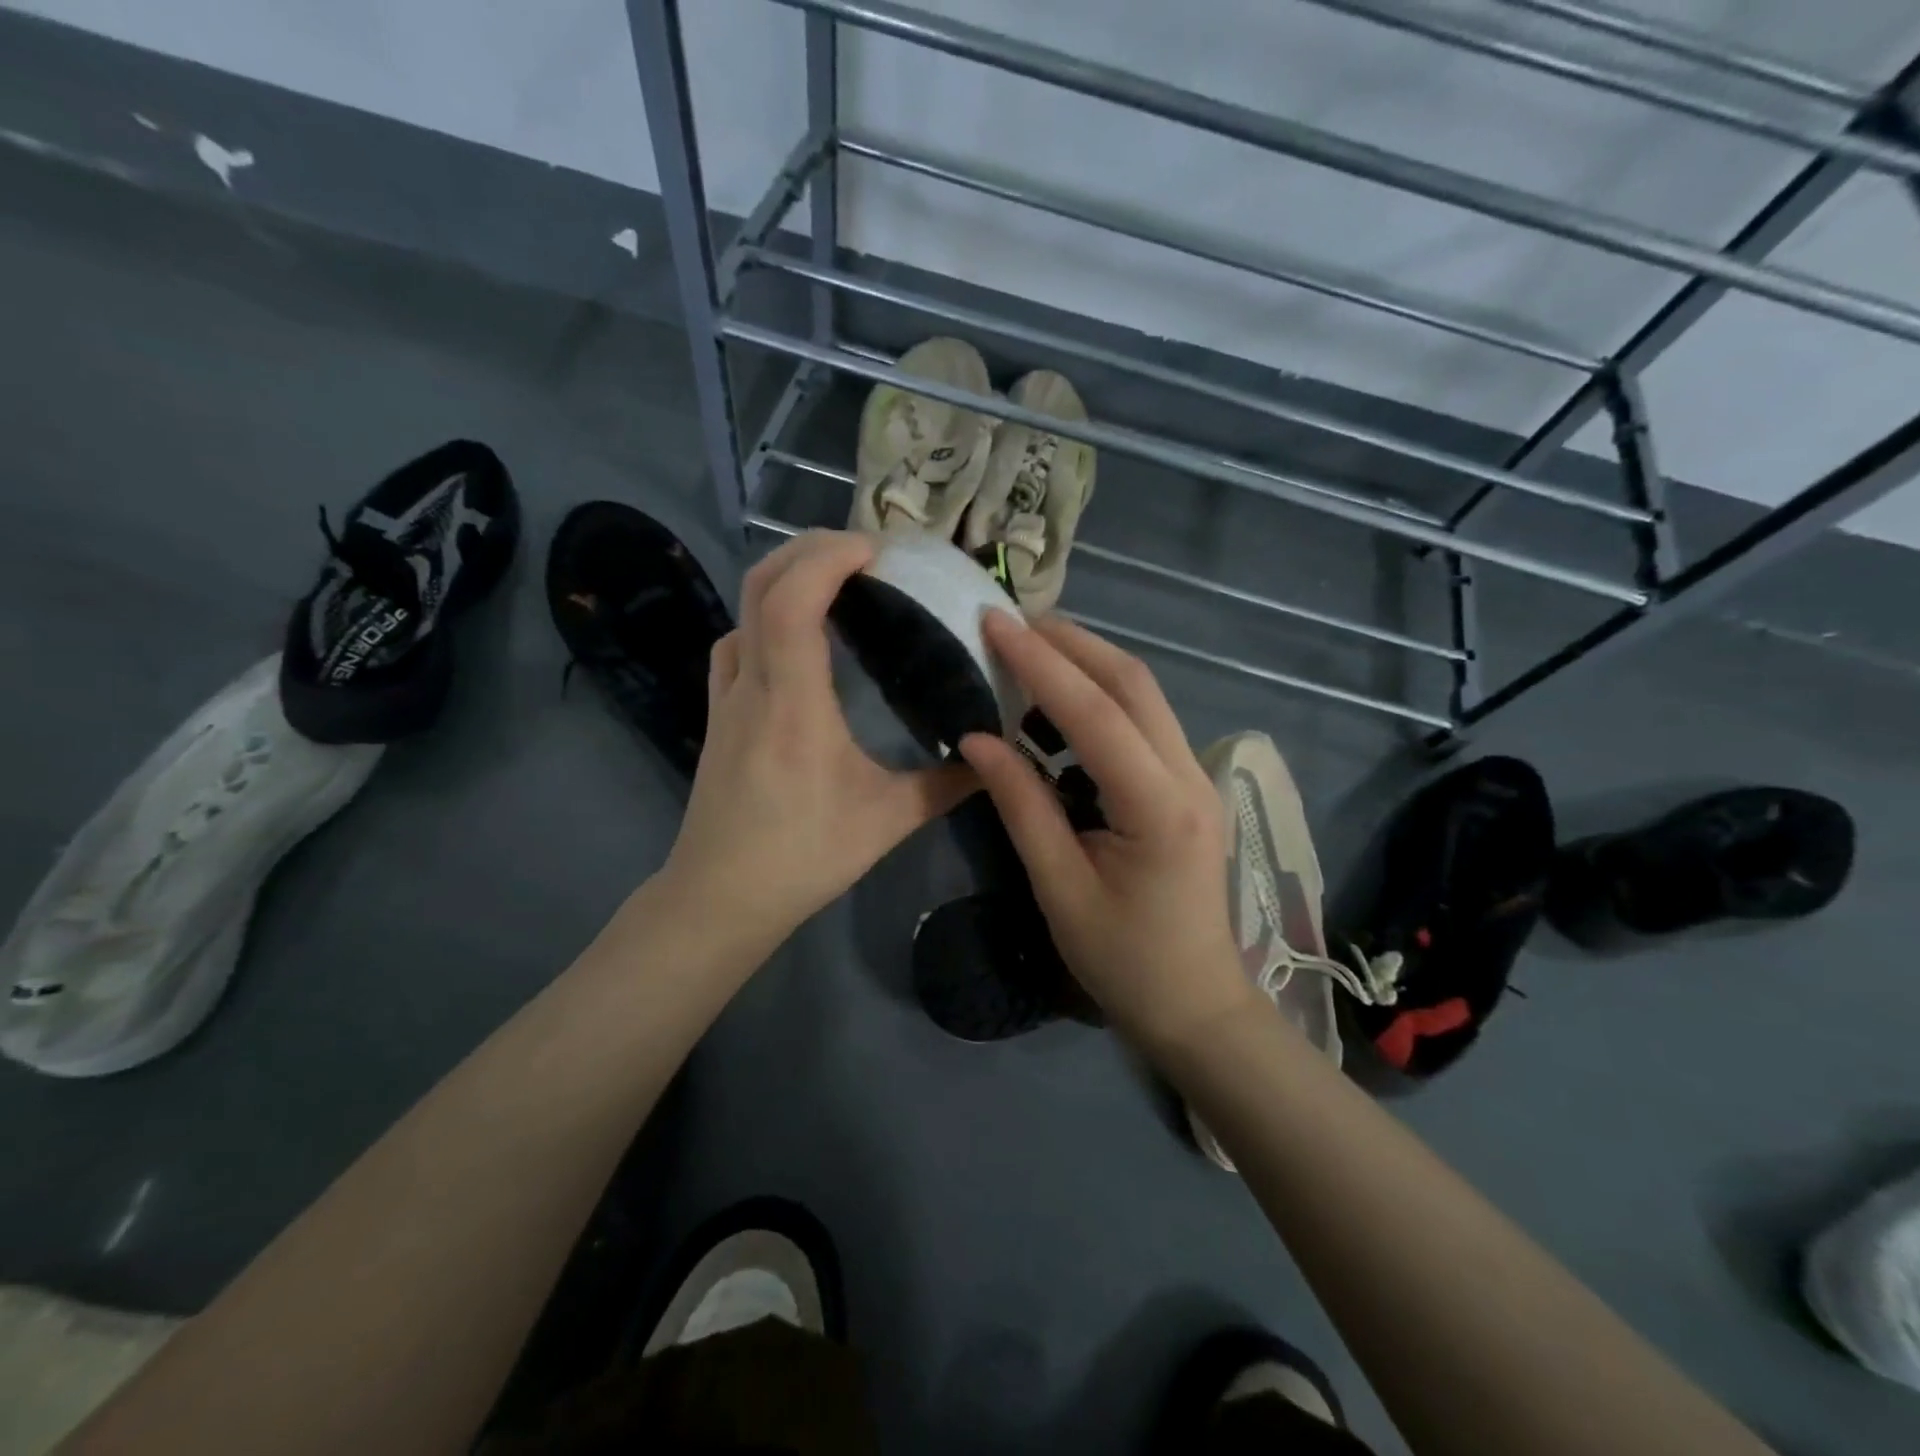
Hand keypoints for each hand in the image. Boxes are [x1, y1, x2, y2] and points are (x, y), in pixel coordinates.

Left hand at [663, 530, 975, 948]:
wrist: (719, 896)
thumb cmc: (802, 857)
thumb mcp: (885, 822)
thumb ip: (944, 786)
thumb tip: (992, 759)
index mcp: (792, 703)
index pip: (794, 600)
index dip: (830, 558)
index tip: (877, 551)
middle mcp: (751, 685)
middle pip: (761, 584)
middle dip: (809, 549)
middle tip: (865, 553)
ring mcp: (727, 696)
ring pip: (744, 608)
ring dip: (786, 576)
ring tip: (836, 580)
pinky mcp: (719, 713)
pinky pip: (737, 639)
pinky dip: (767, 613)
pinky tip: (797, 634)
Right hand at [960, 614, 1256, 1050]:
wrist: (1195, 1003)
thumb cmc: (1122, 960)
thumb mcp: (1059, 888)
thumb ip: (1021, 805)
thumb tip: (976, 738)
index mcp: (1158, 807)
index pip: (1096, 714)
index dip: (1042, 664)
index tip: (995, 623)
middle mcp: (1188, 776)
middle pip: (1133, 683)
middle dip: (1071, 643)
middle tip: (1011, 622)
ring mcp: (1196, 777)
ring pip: (1144, 694)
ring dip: (1088, 662)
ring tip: (1029, 649)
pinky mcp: (1187, 784)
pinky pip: (1145, 720)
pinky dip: (1102, 694)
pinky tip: (1061, 701)